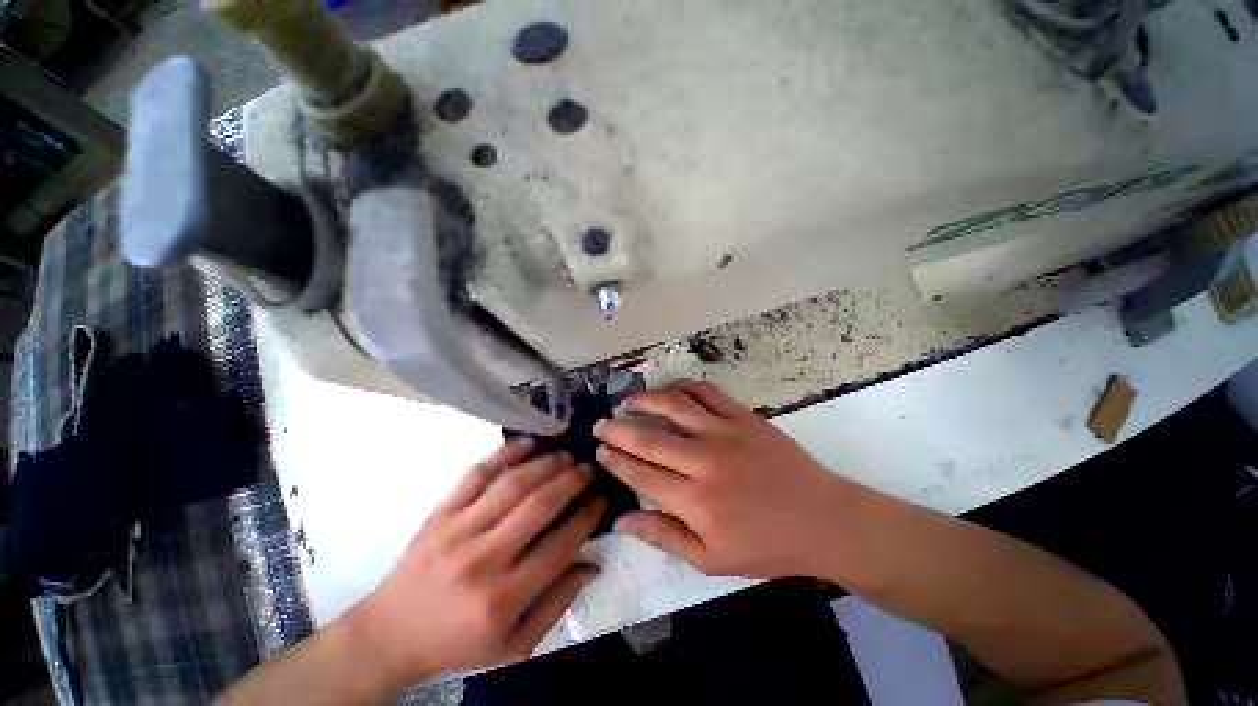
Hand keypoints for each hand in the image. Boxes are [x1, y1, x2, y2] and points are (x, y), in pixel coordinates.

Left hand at [346, 441, 604, 687]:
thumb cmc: (456, 643)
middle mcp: (483, 558)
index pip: (560, 545)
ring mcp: (458, 528)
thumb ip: (556, 604)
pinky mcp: (441, 512)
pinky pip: (477, 473)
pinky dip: (505, 453)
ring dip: (547, 464)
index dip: (587, 517)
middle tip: (589, 470)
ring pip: (514, 484)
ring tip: (567, 456)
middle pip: (540, 505)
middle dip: (572, 482)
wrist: (389, 634)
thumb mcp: (513, 644)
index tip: (601, 499)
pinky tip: (529, 443)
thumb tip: (591, 564)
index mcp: (502, 597)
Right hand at [594, 379, 861, 578]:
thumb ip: (664, 536)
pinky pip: (707, 392)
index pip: (642, 474)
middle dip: (618, 431)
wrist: (822, 520)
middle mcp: (705, 463)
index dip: (616, 461)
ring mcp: (726, 434)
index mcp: (696, 503)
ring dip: (645, 401)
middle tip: (600, 425)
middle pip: (649, 440)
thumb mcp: (712, 559)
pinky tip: (669, 390)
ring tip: (628, 401)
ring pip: (674, 406)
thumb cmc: (766, 546)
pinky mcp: (744, 417)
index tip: (599, 451)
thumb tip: (622, 519)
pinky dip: (683, 386)